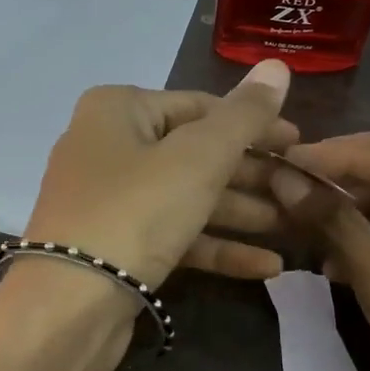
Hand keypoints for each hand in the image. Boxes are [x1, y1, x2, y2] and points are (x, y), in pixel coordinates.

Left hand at [22, 60, 296, 291]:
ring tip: (294, 226)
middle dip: (250, 175)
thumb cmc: (135, 211)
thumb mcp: (198, 157)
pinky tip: (267, 266)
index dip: (254, 124)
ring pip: (186, 198)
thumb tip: (277, 66)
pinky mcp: (115, 247)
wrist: (68, 305)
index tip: (300, 144)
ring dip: (240, 212)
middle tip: (301, 190)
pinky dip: (215, 247)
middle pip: (194, 154)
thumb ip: (243, 116)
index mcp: (118, 110)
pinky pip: (173, 236)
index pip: (200, 106)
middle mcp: (108, 147)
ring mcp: (108, 201)